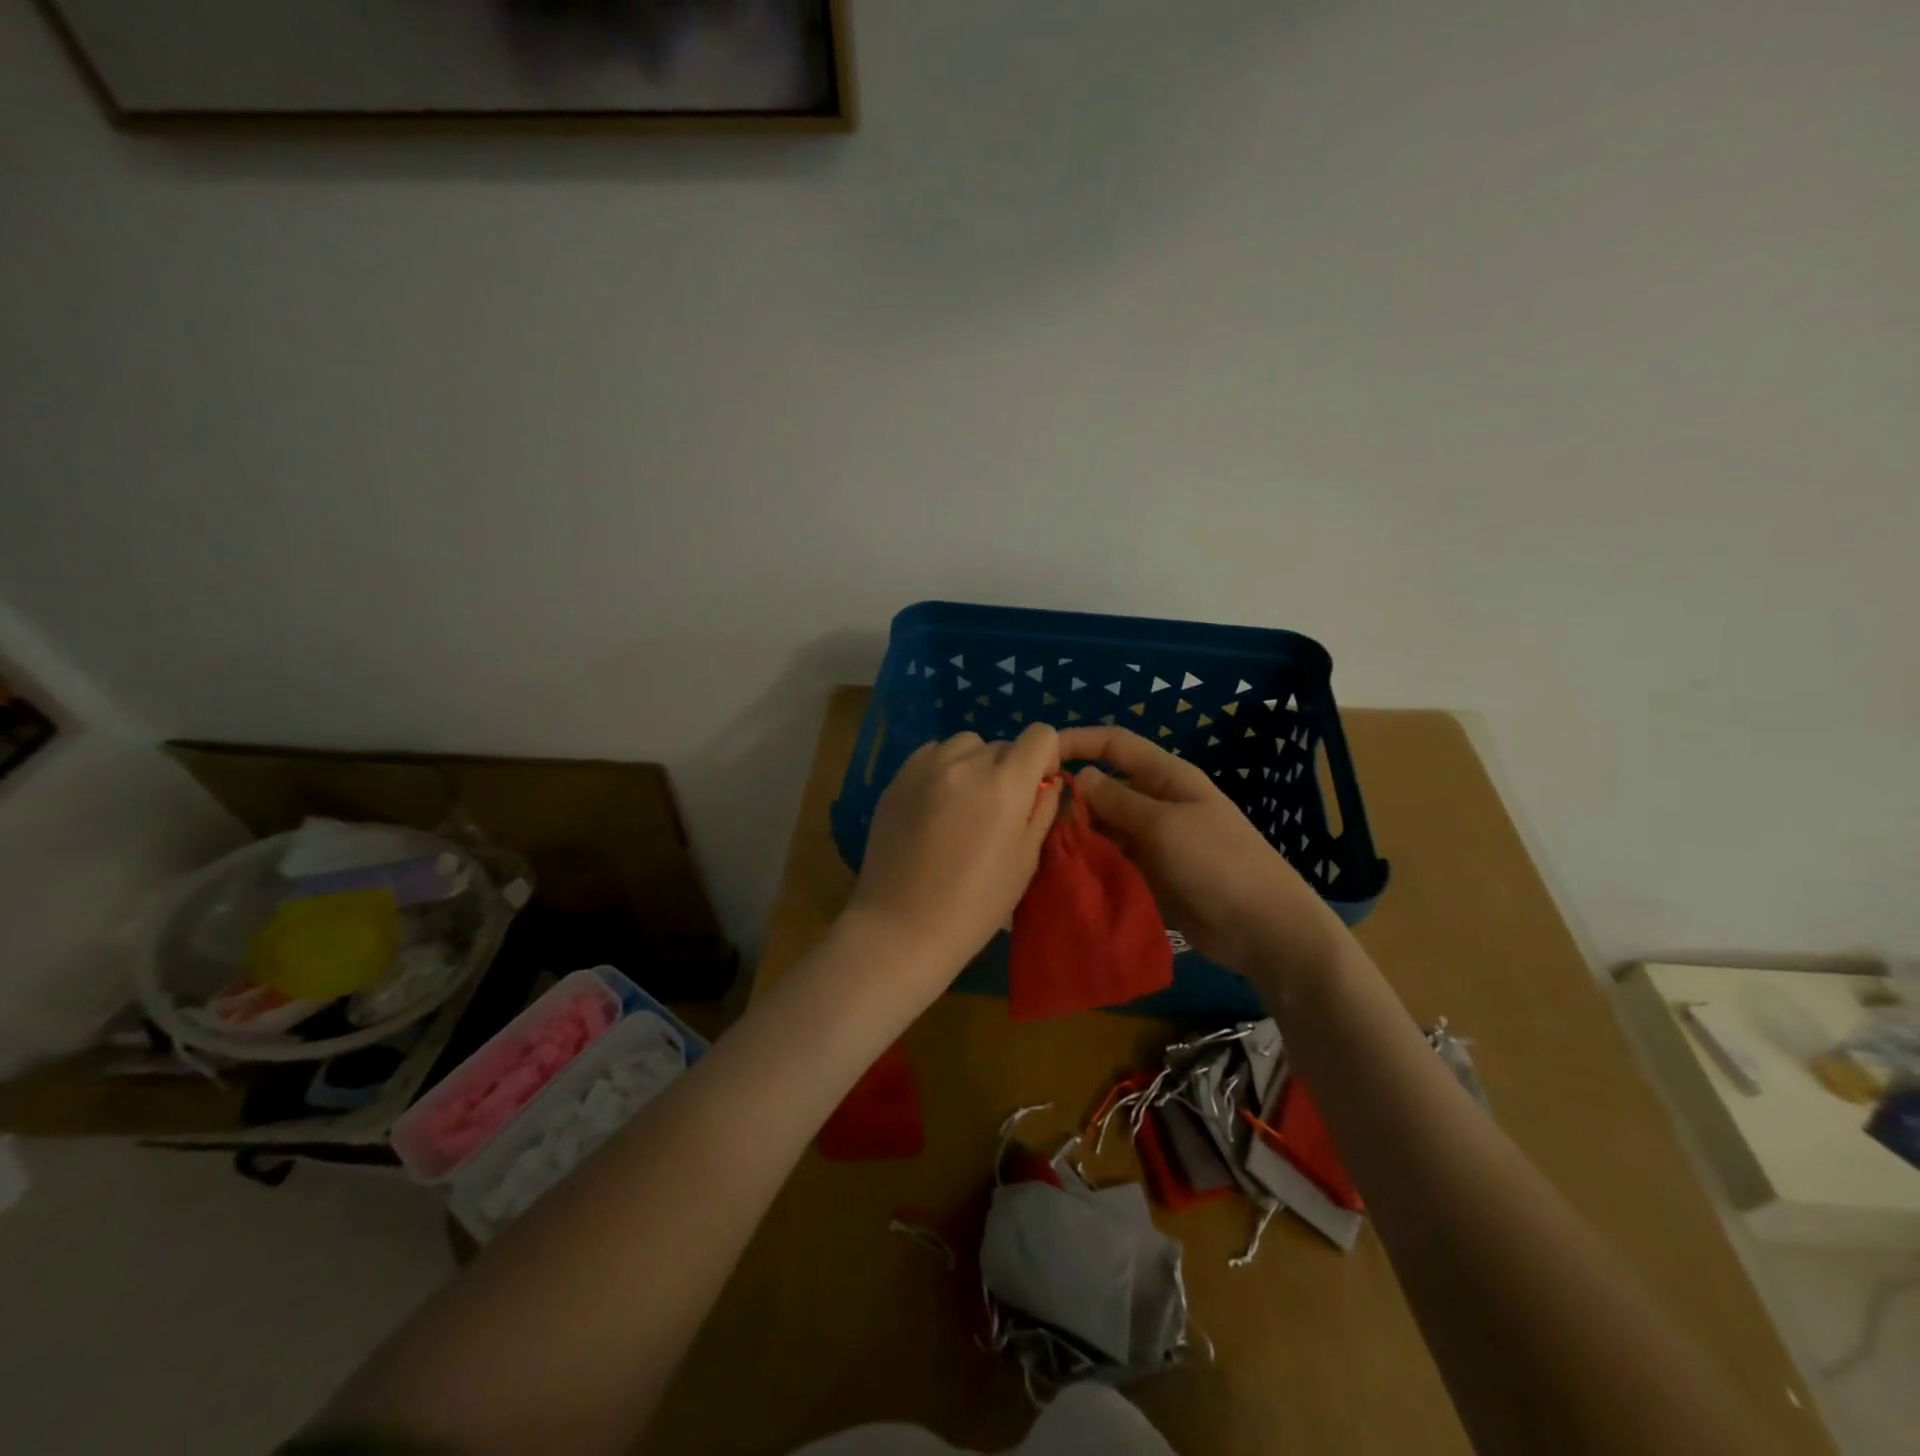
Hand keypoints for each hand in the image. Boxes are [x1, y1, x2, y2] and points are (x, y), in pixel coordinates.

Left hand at [844, 723, 1062, 1004]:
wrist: (902, 926)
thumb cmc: (975, 904)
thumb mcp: (1024, 861)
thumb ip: (1042, 812)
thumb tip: (1049, 782)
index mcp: (1004, 784)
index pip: (1040, 735)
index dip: (1046, 756)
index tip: (1038, 787)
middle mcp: (965, 763)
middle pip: (1002, 744)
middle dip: (1010, 769)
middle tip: (999, 810)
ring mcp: (925, 767)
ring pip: (965, 744)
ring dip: (975, 763)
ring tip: (965, 803)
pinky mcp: (897, 778)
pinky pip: (931, 754)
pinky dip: (943, 768)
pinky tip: (937, 803)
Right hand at [1055, 726, 1344, 977]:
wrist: (1264, 930)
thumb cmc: (1218, 863)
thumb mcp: (1165, 825)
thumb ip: (1119, 800)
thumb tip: (1081, 776)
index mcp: (1166, 777)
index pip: (1114, 744)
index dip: (1077, 742)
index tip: (1038, 756)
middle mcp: (1156, 803)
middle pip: (1104, 788)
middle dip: (1070, 799)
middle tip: (1034, 821)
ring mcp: (1153, 841)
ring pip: (1103, 827)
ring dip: (1077, 835)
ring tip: (1042, 851)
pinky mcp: (1149, 874)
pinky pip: (1111, 860)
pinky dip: (1089, 863)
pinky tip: (1062, 874)